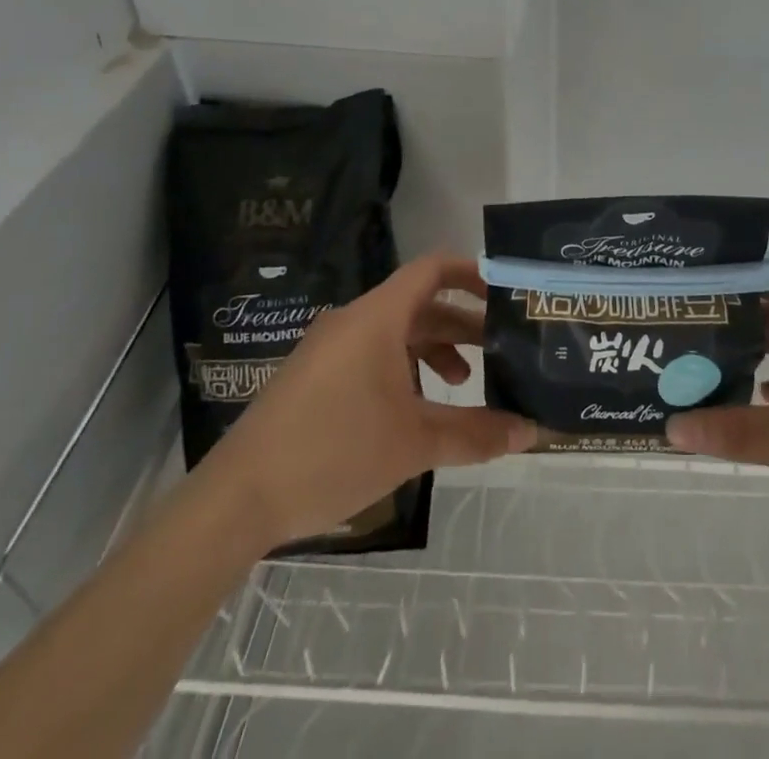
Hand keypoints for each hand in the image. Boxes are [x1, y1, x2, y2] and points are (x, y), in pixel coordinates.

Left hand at [205, 253, 536, 546]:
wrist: (237, 499)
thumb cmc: (333, 452)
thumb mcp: (414, 443)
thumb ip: (475, 434)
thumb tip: (531, 432)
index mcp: (377, 318)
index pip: (432, 269)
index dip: (471, 273)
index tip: (504, 292)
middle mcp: (353, 321)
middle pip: (419, 304)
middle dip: (462, 324)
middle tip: (501, 347)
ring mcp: (330, 347)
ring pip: (396, 332)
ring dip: (434, 349)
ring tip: (463, 383)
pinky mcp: (315, 374)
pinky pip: (371, 353)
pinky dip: (403, 367)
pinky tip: (415, 407)